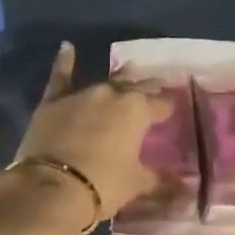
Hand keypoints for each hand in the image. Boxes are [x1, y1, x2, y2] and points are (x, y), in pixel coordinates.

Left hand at [0, 42, 172, 234]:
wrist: (51, 187)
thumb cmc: (103, 185)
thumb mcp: (136, 184)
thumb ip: (159, 179)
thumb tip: (183, 185)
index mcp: (136, 110)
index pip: (160, 104)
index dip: (166, 108)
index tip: (171, 112)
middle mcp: (111, 94)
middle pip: (133, 88)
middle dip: (144, 90)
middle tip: (152, 91)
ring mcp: (81, 94)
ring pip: (104, 83)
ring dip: (116, 82)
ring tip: (126, 76)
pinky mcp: (53, 102)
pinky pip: (60, 77)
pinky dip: (64, 62)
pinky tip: (67, 47)